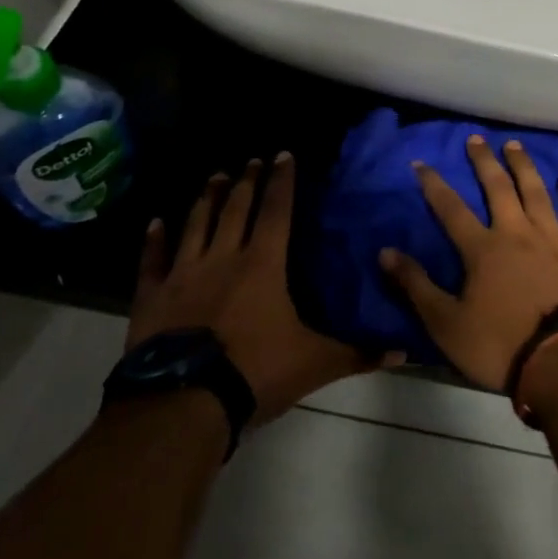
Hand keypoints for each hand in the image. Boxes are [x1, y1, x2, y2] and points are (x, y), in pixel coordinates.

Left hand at [129, 152, 394, 424]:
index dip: (282, 181)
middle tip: (250, 160)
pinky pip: (153, 261)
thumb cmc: (254, 373)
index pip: (276, 211)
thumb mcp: (315, 364)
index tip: (283, 154)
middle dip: (246, 181)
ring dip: (207, 198)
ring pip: (197, 224)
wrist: (184, 404)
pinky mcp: (153, 297)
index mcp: (263, 264)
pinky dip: (154, 240)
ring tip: (215, 176)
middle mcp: (224, 257)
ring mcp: (184, 274)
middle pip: (236, 208)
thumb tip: (405, 352)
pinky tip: (155, 222)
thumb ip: (358, 354)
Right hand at [381, 136, 557, 390]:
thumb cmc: (499, 346)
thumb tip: (386, 251)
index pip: (451, 208)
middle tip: (476, 139)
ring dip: (523, 166)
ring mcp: (553, 238)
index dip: (434, 184)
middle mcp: (517, 232)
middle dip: (483, 161)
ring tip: (514, 145)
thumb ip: (415, 286)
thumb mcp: (446, 324)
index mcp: (483, 248)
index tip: (422, 162)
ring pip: (536, 191)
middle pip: (498, 187)